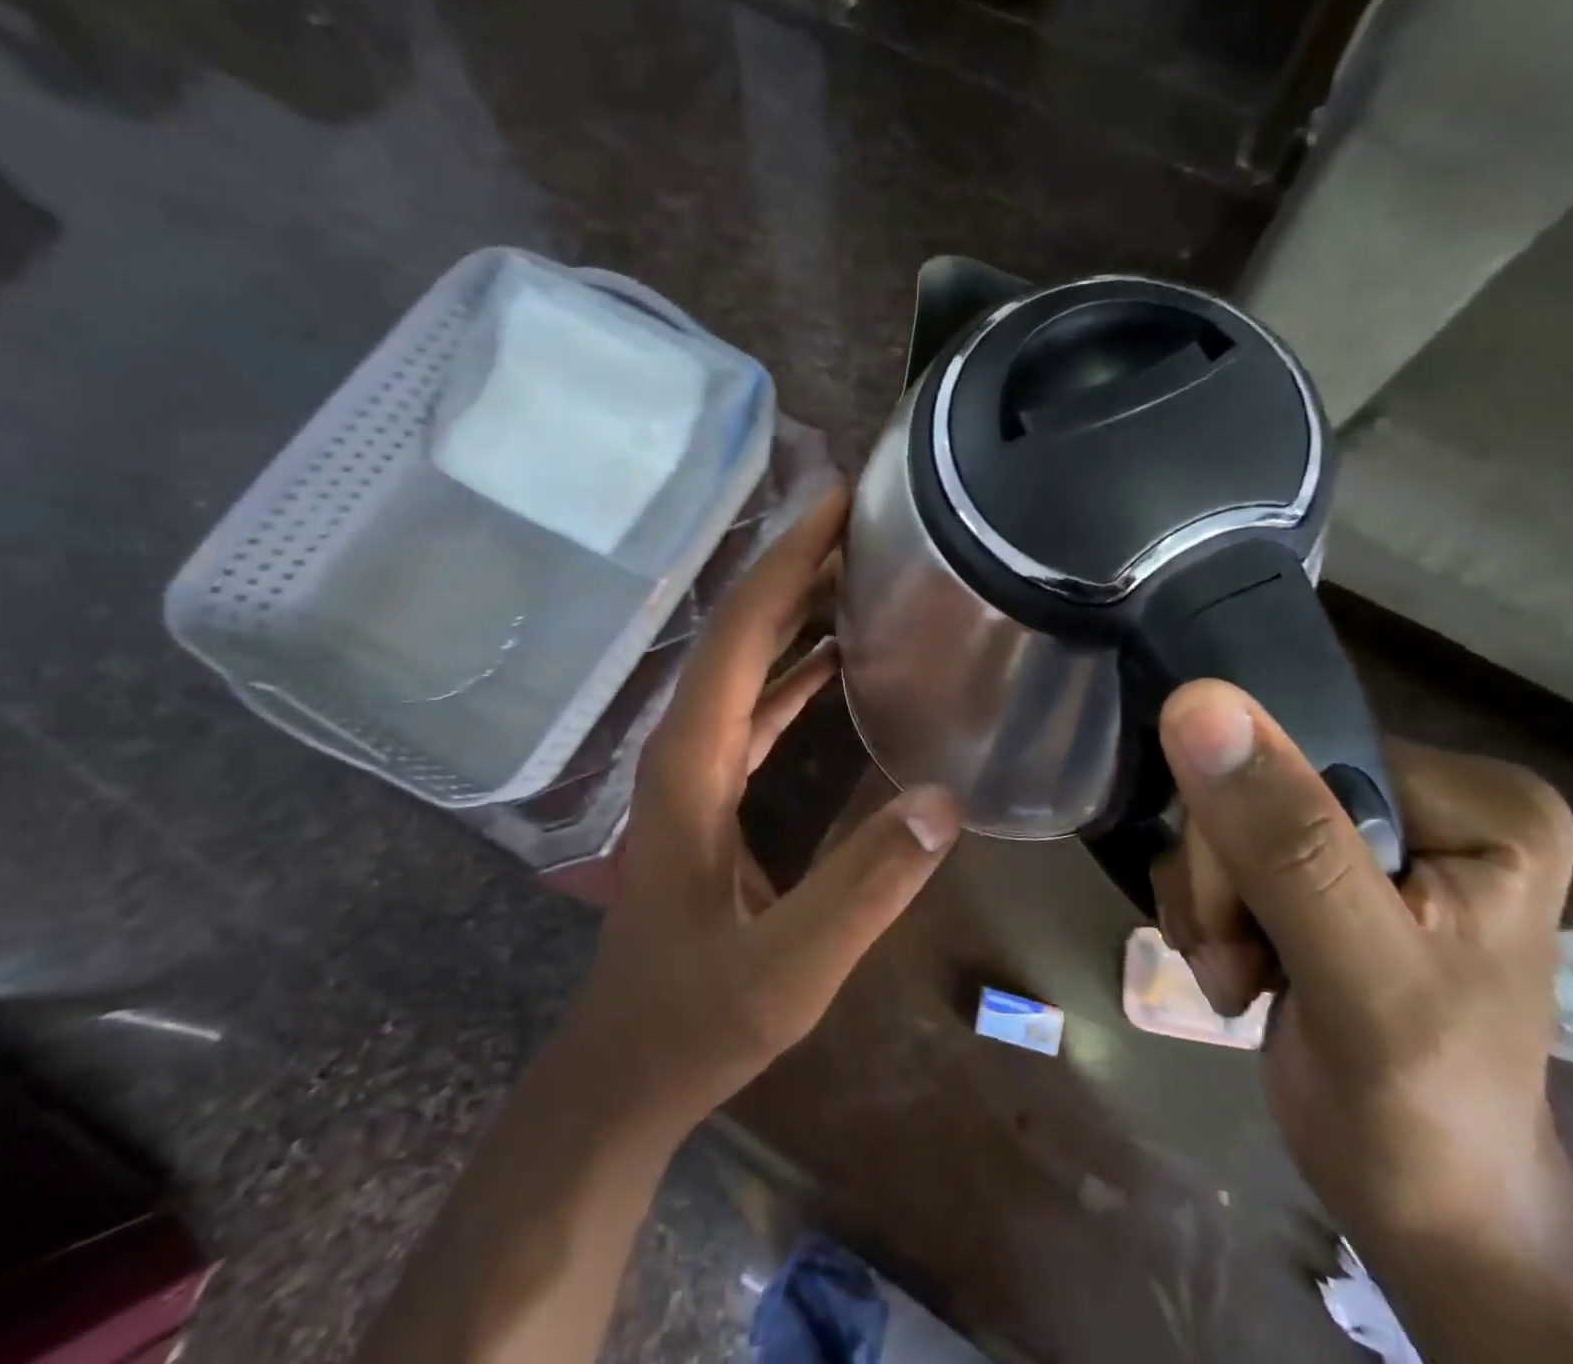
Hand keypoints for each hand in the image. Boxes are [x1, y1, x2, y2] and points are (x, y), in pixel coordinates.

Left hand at [567, 489, 961, 1136]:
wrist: (628, 1067)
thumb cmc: (695, 1019)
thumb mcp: (787, 969)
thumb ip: (863, 889)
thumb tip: (944, 802)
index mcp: (690, 764)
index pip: (740, 636)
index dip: (786, 563)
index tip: (837, 504)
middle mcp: (686, 747)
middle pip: (740, 633)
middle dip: (795, 566)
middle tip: (864, 518)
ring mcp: (694, 767)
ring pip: (747, 664)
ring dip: (796, 610)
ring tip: (860, 567)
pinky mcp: (710, 791)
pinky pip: (756, 706)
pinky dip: (795, 669)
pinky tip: (837, 658)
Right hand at [1150, 679, 1572, 1252]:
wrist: (1421, 1205)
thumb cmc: (1417, 1105)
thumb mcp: (1359, 974)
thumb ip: (1285, 841)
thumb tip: (1197, 700)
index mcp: (1476, 801)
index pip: (1298, 753)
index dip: (1245, 831)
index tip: (1249, 921)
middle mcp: (1424, 798)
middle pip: (1252, 787)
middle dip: (1224, 882)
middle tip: (1244, 960)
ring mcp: (1369, 834)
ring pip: (1222, 820)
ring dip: (1209, 905)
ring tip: (1242, 976)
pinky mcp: (1319, 870)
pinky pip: (1217, 852)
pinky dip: (1208, 916)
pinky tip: (1239, 971)